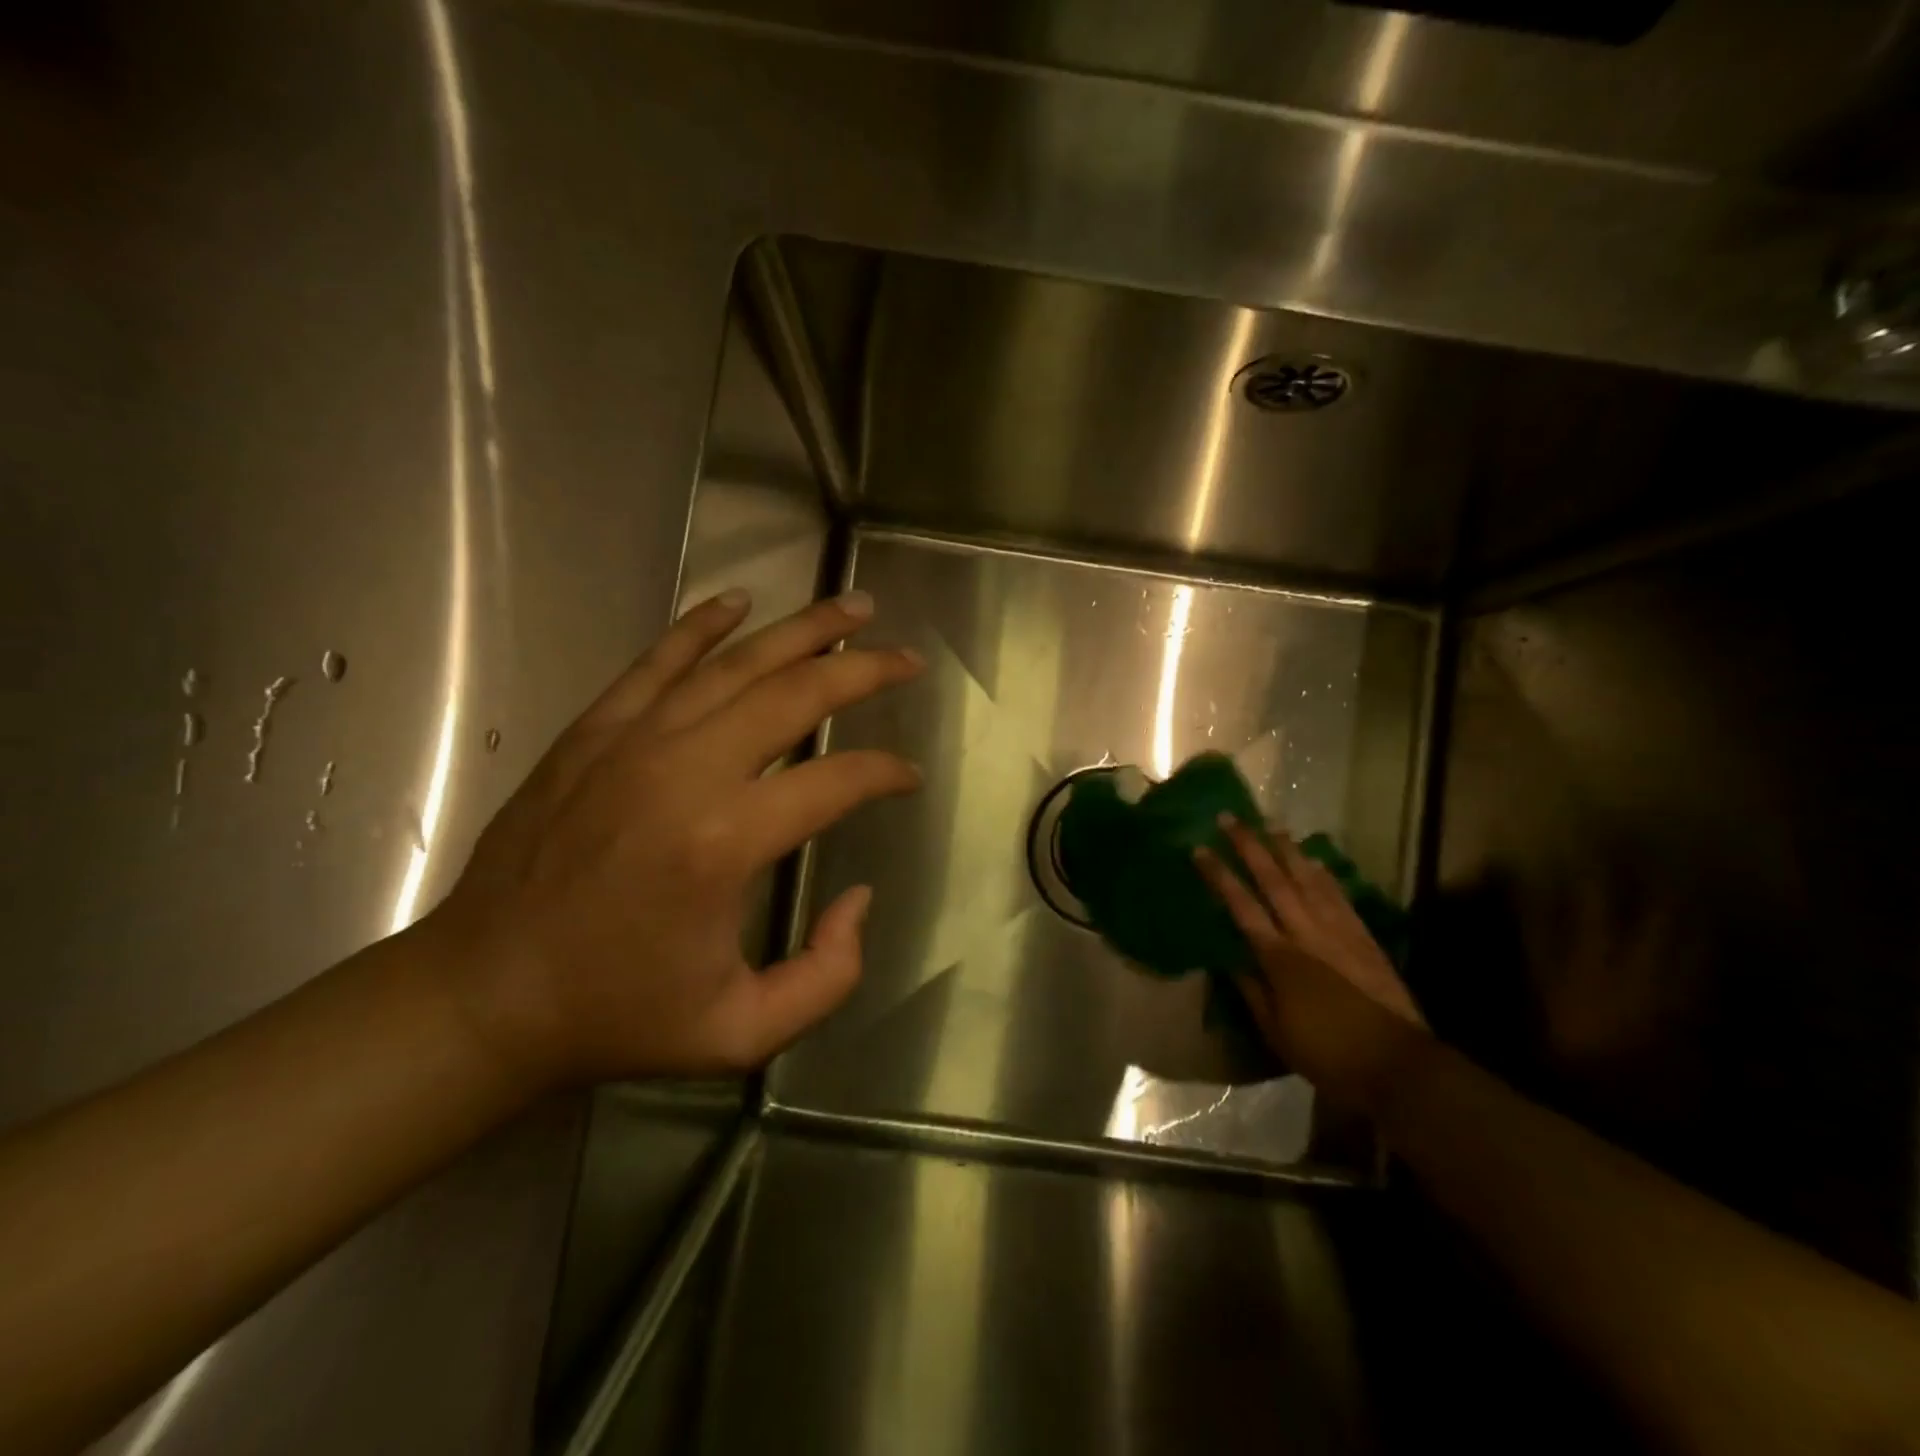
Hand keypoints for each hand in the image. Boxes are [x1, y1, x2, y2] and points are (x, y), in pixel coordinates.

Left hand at [418, 589, 924, 1088]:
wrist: (483, 995)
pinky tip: (739, 600)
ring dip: (803, 629)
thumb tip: (859, 897)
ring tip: (854, 605)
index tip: (908, 776)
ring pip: (736, 663)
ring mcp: (633, 741)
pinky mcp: (593, 733)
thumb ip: (830, 973)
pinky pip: (658, 662)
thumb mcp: (743, 1032)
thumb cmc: (618, 1014)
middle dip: (864, 670)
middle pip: (796, 695)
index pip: (836, 780)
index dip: (885, 773)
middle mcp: (686, 771)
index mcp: (725, 843)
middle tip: (908, 660)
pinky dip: (701, 626)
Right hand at [1194, 819, 1426, 1109]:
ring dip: (1286, 850)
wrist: (1398, 1065)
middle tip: (1230, 818)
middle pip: (1273, 880)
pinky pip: (1339, 896)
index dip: (1219, 876)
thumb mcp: (1276, 1031)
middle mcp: (1307, 933)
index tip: (1199, 850)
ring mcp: (1339, 932)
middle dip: (1249, 846)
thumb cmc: (1328, 1054)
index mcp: (1279, 957)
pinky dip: (1323, 874)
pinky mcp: (1363, 938)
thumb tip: (1230, 960)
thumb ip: (1252, 991)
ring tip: (1270, 825)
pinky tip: (1314, 861)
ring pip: (1308, 879)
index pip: (1241, 906)